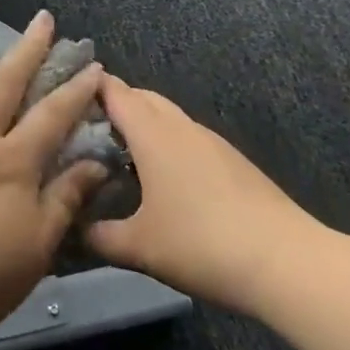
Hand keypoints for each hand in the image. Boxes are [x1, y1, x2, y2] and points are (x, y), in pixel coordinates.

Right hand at [86, 76, 327, 314]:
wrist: (287, 262)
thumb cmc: (202, 244)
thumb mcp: (139, 247)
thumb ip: (99, 236)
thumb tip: (72, 228)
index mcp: (153, 134)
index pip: (115, 92)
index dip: (88, 87)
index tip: (63, 93)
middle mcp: (181, 127)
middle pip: (143, 97)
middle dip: (114, 103)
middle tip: (85, 128)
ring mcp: (211, 142)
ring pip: (168, 116)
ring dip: (143, 125)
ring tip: (118, 153)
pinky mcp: (232, 161)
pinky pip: (187, 137)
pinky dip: (166, 143)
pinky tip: (162, 179)